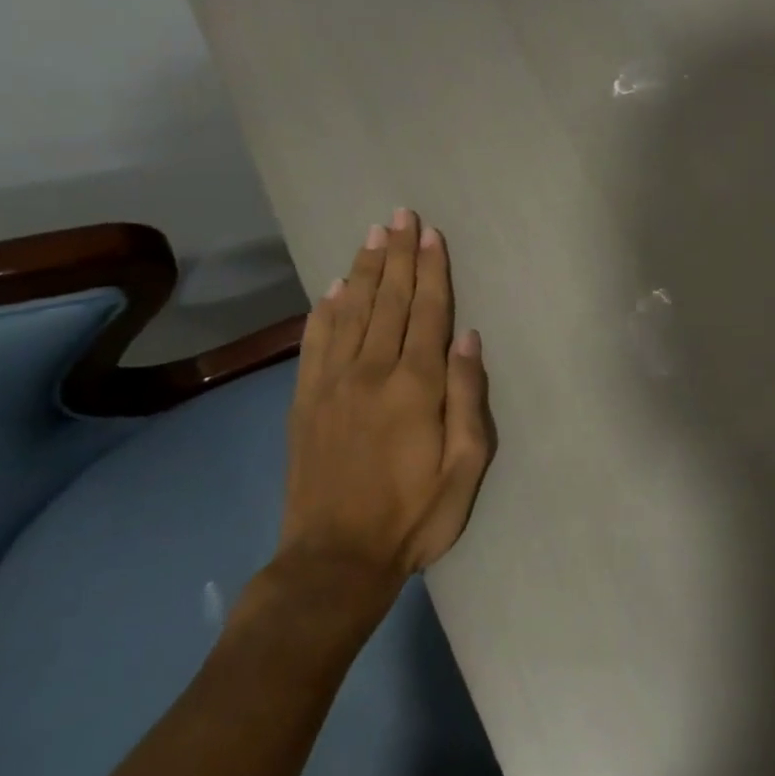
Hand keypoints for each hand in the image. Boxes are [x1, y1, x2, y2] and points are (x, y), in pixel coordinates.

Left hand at [276, 210, 496, 621]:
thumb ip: (469, 399)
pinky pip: (315, 342)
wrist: (335, 559)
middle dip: (398, 255)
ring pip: (352, 312)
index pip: (427, 313)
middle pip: (389, 301)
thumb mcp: (466, 467)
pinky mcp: (305, 401)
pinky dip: (326, 310)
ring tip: (373, 236)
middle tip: (400, 216)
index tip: (431, 233)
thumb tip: (469, 339)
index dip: (432, 270)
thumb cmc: (415, 516)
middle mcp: (371, 372)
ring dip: (365, 271)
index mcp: (415, 387)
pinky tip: (334, 289)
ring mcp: (332, 384)